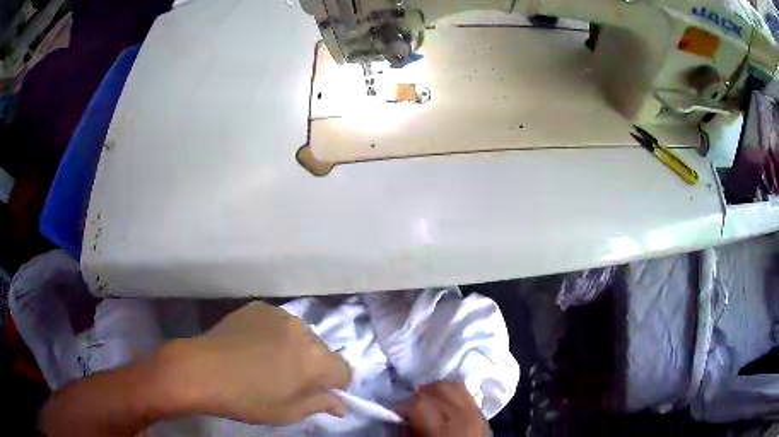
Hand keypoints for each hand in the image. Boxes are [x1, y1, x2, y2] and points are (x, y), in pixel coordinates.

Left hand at [162, 301, 350, 424]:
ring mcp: (280, 314)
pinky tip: (253, 346)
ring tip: (268, 361)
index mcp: (317, 359)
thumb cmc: (247, 399)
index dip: (334, 386)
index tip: (315, 394)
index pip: (345, 372)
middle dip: (313, 366)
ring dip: (295, 349)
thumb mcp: (288, 413)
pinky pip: (279, 324)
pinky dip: (275, 335)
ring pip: (301, 336)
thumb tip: (342, 404)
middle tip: (287, 380)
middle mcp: (305, 330)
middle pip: (323, 351)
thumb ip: (321, 405)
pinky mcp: (260, 307)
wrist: (202, 370)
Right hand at [397, 381, 487, 436]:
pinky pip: (467, 394)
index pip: (419, 401)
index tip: (398, 414)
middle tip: (411, 407)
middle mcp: (460, 415)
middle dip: (420, 395)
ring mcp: (474, 412)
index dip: (404, 405)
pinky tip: (445, 402)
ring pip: (454, 387)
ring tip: (428, 401)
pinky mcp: (482, 414)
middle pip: (437, 389)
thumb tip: (402, 417)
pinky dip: (453, 393)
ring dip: (437, 391)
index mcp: (439, 427)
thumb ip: (408, 430)